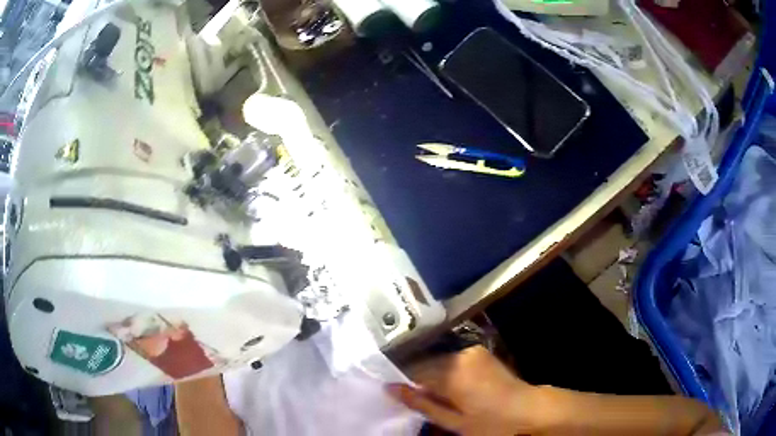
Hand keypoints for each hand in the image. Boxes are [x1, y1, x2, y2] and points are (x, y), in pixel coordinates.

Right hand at [386, 346, 546, 435]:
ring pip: (439, 362)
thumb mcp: (453, 421)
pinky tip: (452, 388)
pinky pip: (453, 360)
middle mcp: (460, 355)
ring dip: (433, 377)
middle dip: (419, 380)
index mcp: (451, 372)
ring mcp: (472, 351)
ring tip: (436, 396)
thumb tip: (390, 389)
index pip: (412, 370)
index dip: (402, 382)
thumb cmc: (490, 422)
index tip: (396, 393)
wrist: (529, 410)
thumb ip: (420, 404)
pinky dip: (447, 372)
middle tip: (417, 399)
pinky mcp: (480, 353)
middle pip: (425, 364)